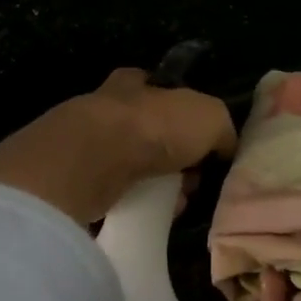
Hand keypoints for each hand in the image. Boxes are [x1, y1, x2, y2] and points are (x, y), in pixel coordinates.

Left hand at [0, 68, 236, 226]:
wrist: (96, 162)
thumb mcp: (209, 116)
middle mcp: (107, 108)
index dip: (179, 111)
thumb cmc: (154, 126)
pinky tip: (154, 216)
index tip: (198, 138)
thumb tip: (224, 146)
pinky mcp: (76, 181)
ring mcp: (87, 145)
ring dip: (155, 184)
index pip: (157, 90)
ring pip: (131, 165)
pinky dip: (135, 205)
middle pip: (146, 131)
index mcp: (134, 83)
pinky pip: (114, 194)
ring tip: (178, 203)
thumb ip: (220, 128)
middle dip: (171, 155)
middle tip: (192, 178)